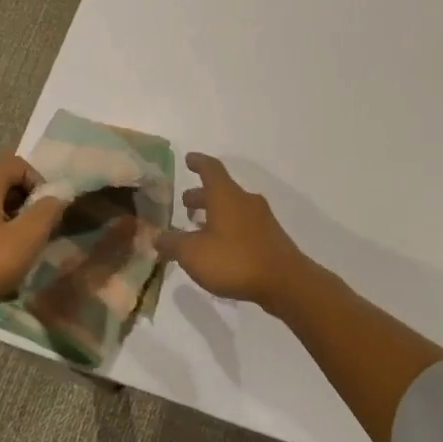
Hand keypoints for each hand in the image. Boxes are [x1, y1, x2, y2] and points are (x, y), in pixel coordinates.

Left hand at [0, 156, 63, 315]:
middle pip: (5, 182)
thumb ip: (48, 211)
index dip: (39, 184)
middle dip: (26, 202)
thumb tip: (57, 197)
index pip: (20, 165)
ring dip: (10, 218)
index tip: (47, 213)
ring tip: (19, 245)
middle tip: (36, 229)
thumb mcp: (27, 238)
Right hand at [158, 153, 316, 310]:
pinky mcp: (270, 238)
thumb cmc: (235, 260)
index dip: (198, 162)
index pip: (210, 168)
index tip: (188, 159)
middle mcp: (245, 201)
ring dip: (214, 213)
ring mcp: (261, 219)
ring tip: (197, 228)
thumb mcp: (193, 254)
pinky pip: (243, 225)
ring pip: (232, 208)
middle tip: (185, 204)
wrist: (285, 282)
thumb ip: (172, 243)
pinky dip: (227, 228)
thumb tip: (157, 236)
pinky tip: (218, 247)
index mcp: (226, 195)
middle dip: (201, 195)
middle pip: (221, 190)